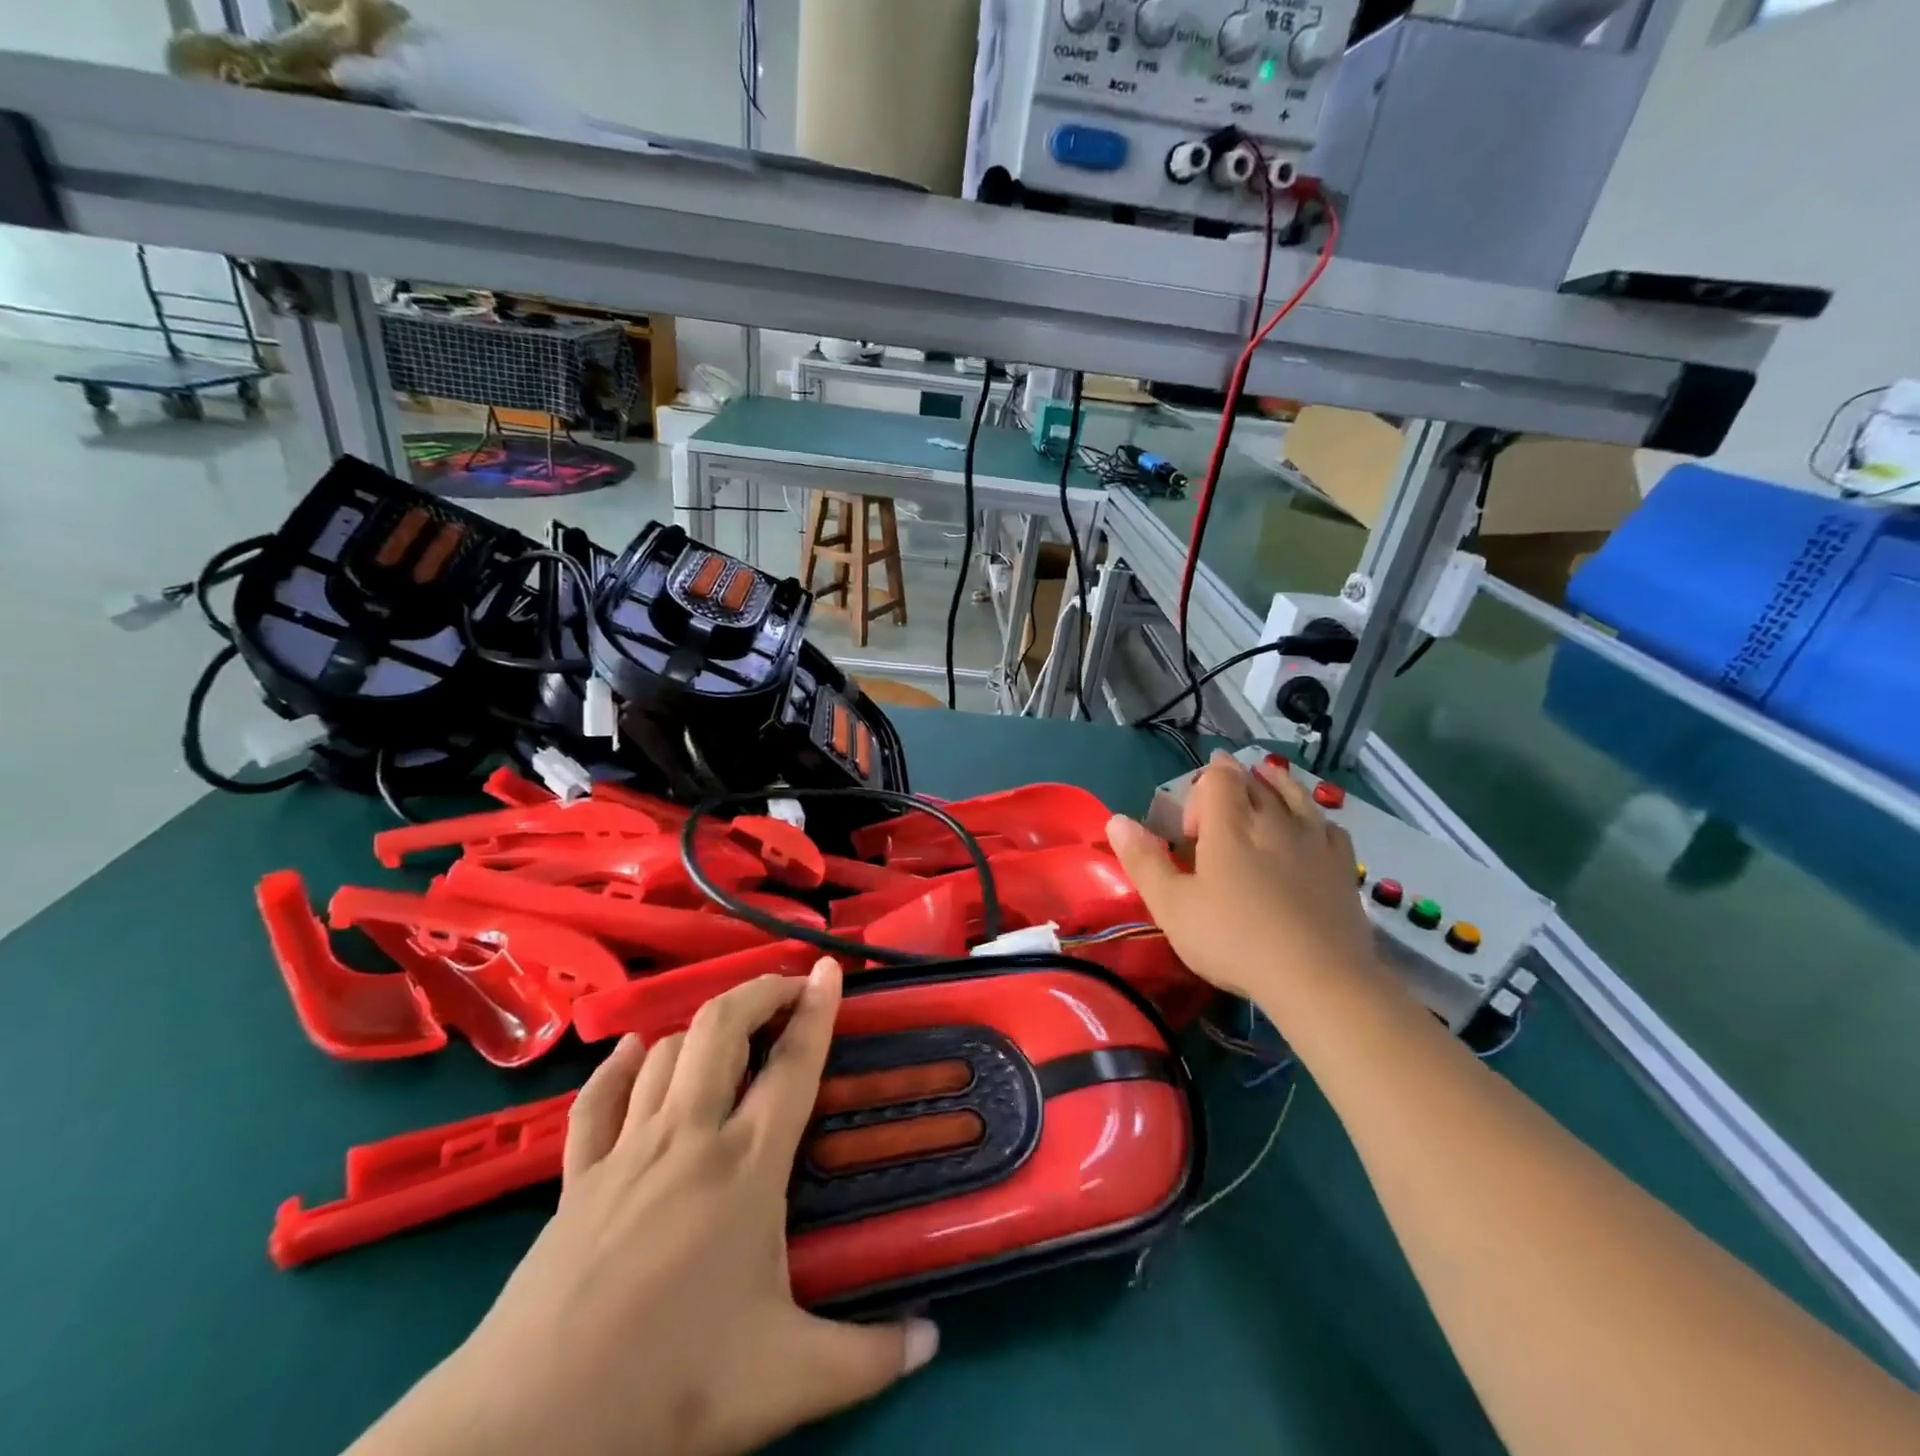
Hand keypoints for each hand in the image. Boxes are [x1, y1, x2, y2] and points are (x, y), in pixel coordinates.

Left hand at [351, 961, 936, 1455]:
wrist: (532, 1431)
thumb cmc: (673, 1387)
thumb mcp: (788, 1380)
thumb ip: (869, 1357)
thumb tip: (933, 1342)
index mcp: (746, 1166)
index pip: (793, 1064)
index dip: (818, 1009)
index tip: (832, 969)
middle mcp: (688, 1136)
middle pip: (723, 1028)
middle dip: (760, 992)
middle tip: (790, 989)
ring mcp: (627, 1151)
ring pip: (668, 1052)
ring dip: (704, 1026)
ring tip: (731, 1031)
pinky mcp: (577, 1179)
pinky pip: (598, 1100)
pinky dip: (620, 1066)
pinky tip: (634, 1051)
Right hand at [1105, 751, 1376, 1012]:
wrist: (1319, 979)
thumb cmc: (1234, 940)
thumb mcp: (1172, 906)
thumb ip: (1143, 860)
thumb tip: (1116, 820)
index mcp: (1230, 825)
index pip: (1218, 777)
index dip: (1201, 789)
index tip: (1191, 829)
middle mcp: (1273, 820)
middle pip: (1255, 781)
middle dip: (1235, 780)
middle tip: (1221, 797)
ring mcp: (1314, 840)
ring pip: (1294, 795)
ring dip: (1276, 784)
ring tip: (1266, 780)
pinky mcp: (1343, 865)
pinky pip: (1327, 824)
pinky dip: (1312, 816)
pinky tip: (1311, 827)